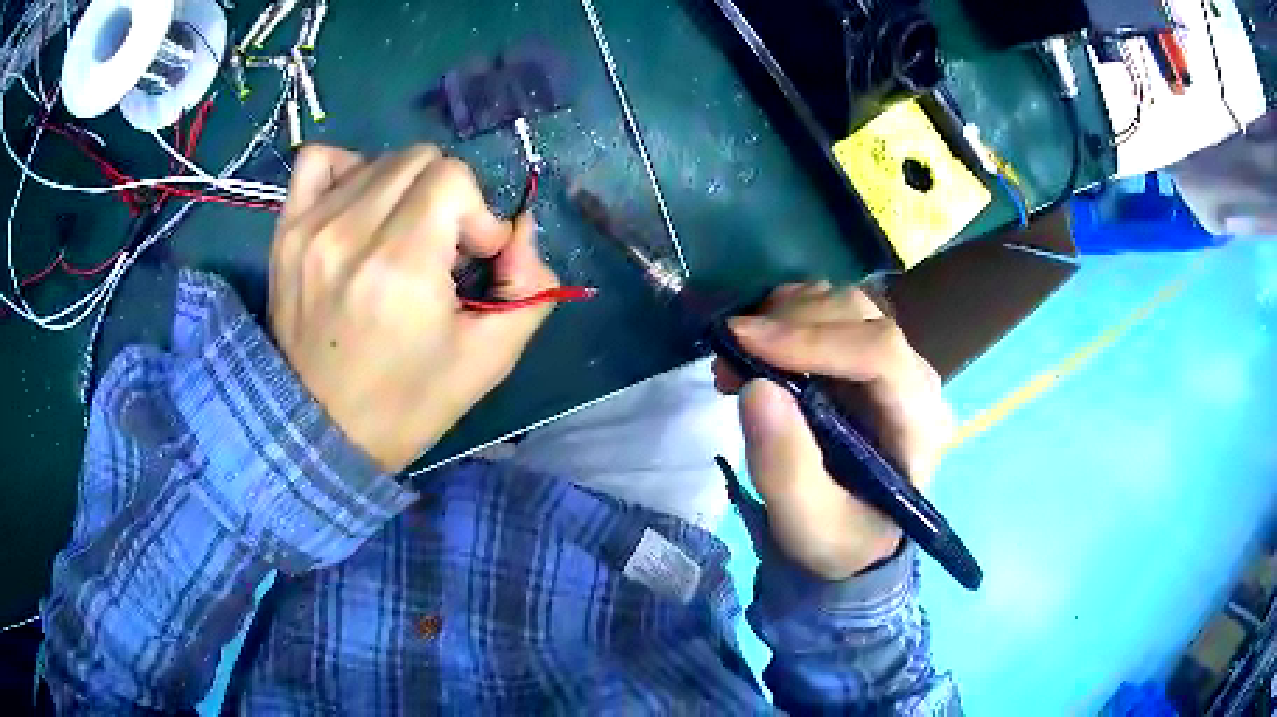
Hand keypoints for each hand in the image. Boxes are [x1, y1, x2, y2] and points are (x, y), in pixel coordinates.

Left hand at [269, 144, 558, 471]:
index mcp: (401, 265)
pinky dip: (349, 170)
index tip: (469, 261)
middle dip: (446, 199)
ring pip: (380, 160)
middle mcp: (351, 232)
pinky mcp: (286, 229)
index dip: (476, 214)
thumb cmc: (406, 402)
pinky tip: (359, 207)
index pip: (453, 178)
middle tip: (437, 251)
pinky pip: (319, 159)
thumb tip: (521, 228)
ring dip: (404, 192)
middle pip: (421, 160)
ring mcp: (312, 226)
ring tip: (397, 239)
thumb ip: (530, 287)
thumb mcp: (489, 359)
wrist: (321, 431)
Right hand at [714, 283, 953, 579]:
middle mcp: (916, 380)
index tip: (743, 342)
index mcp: (920, 422)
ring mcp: (894, 363)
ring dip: (784, 316)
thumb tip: (757, 388)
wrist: (851, 540)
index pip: (881, 353)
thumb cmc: (839, 538)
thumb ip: (786, 468)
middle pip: (861, 316)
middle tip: (730, 354)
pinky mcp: (867, 357)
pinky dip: (787, 317)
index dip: (813, 340)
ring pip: (844, 305)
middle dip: (789, 324)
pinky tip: (760, 347)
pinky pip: (831, 312)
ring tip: (739, 354)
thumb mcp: (808, 525)